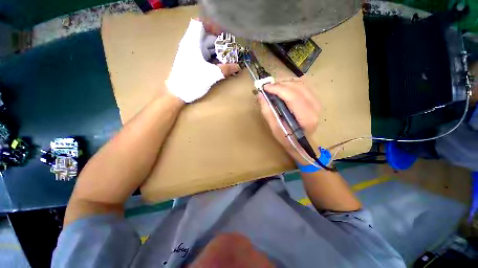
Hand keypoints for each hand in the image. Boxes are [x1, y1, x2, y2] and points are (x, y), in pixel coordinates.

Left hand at [166, 19, 240, 102]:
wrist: (177, 93)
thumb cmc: (192, 81)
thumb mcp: (210, 75)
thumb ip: (225, 70)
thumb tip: (238, 67)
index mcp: (192, 42)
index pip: (200, 23)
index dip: (212, 26)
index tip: (223, 36)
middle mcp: (191, 45)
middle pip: (207, 37)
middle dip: (220, 43)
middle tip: (231, 51)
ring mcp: (192, 54)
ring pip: (206, 47)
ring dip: (218, 52)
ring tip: (228, 59)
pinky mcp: (193, 62)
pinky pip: (205, 56)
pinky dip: (213, 58)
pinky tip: (221, 65)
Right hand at [256, 80, 320, 161]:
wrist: (301, 143)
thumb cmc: (287, 139)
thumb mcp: (275, 128)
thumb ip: (268, 112)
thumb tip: (260, 95)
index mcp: (306, 118)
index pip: (293, 97)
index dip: (278, 89)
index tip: (265, 88)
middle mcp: (315, 108)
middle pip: (298, 88)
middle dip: (281, 84)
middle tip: (268, 88)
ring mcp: (317, 103)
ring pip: (302, 84)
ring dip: (286, 83)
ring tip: (275, 88)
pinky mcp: (315, 100)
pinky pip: (304, 86)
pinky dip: (292, 84)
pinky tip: (284, 88)